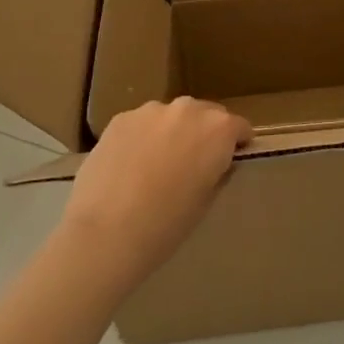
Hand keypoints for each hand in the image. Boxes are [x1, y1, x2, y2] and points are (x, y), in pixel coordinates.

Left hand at [60, 97, 250, 282]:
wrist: (103, 234)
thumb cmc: (165, 226)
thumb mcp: (205, 202)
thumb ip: (217, 172)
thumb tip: (216, 163)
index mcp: (218, 129)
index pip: (239, 127)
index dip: (236, 144)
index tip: (229, 162)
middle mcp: (188, 109)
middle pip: (205, 115)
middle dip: (203, 134)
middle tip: (190, 165)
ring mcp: (151, 110)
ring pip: (170, 117)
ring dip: (170, 133)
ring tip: (153, 167)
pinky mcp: (120, 118)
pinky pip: (141, 124)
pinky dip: (141, 138)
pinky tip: (127, 167)